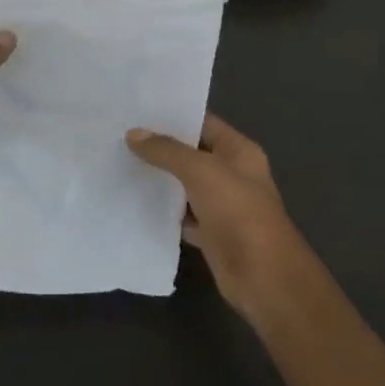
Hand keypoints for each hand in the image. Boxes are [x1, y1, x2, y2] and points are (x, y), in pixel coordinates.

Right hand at [127, 114, 307, 313]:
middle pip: (192, 153)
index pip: (203, 123)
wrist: (263, 276)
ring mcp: (222, 205)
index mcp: (238, 151)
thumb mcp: (200, 171)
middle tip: (121, 135)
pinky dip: (164, 211)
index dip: (174, 116)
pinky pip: (182, 215)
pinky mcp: (211, 233)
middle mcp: (232, 174)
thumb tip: (133, 134)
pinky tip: (135, 202)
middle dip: (161, 147)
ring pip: (185, 185)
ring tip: (121, 162)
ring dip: (160, 179)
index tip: (138, 110)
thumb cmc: (238, 211)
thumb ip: (167, 151)